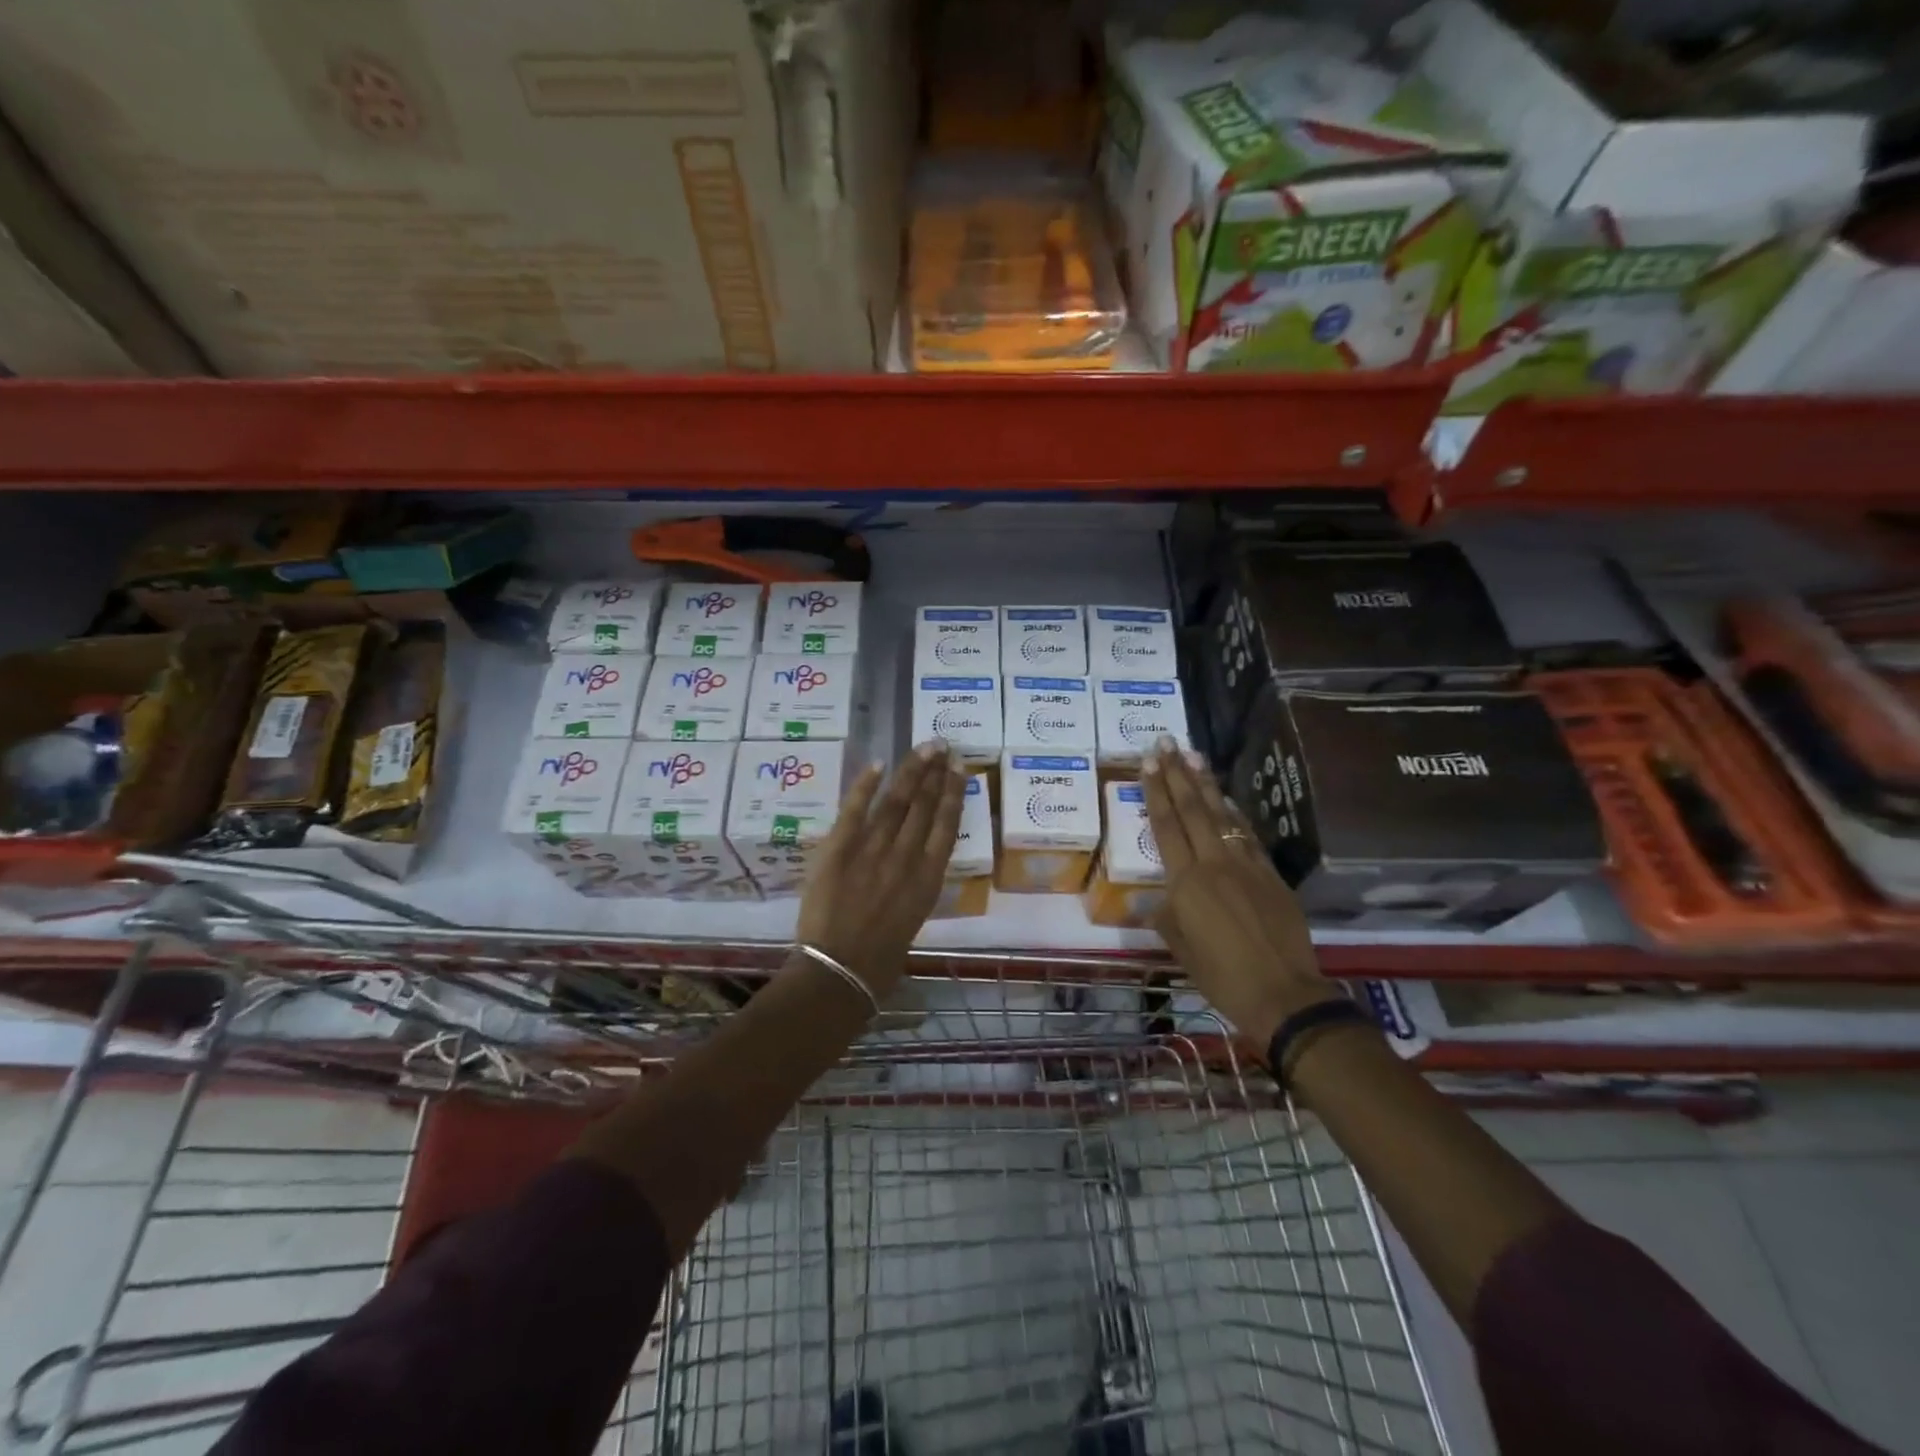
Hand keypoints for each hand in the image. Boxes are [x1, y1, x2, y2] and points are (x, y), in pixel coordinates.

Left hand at [796, 741, 966, 999]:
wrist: (838, 972)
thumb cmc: (881, 959)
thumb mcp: (914, 919)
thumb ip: (916, 885)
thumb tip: (916, 860)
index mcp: (929, 879)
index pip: (946, 825)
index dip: (953, 793)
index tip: (959, 768)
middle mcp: (906, 858)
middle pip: (924, 805)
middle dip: (934, 772)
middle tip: (942, 744)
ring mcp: (872, 851)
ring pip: (896, 801)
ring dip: (911, 771)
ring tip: (923, 747)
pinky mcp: (839, 849)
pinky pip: (854, 810)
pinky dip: (865, 786)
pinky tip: (879, 764)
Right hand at [1140, 740, 1336, 1044]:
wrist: (1283, 994)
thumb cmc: (1221, 976)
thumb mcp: (1179, 947)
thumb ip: (1166, 914)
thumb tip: (1157, 896)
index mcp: (1186, 881)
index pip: (1166, 825)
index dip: (1156, 790)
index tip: (1149, 761)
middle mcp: (1214, 863)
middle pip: (1192, 809)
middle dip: (1177, 773)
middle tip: (1166, 741)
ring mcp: (1246, 865)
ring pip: (1221, 815)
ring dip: (1205, 783)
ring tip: (1193, 754)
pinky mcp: (1270, 874)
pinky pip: (1246, 834)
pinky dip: (1233, 812)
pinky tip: (1225, 798)